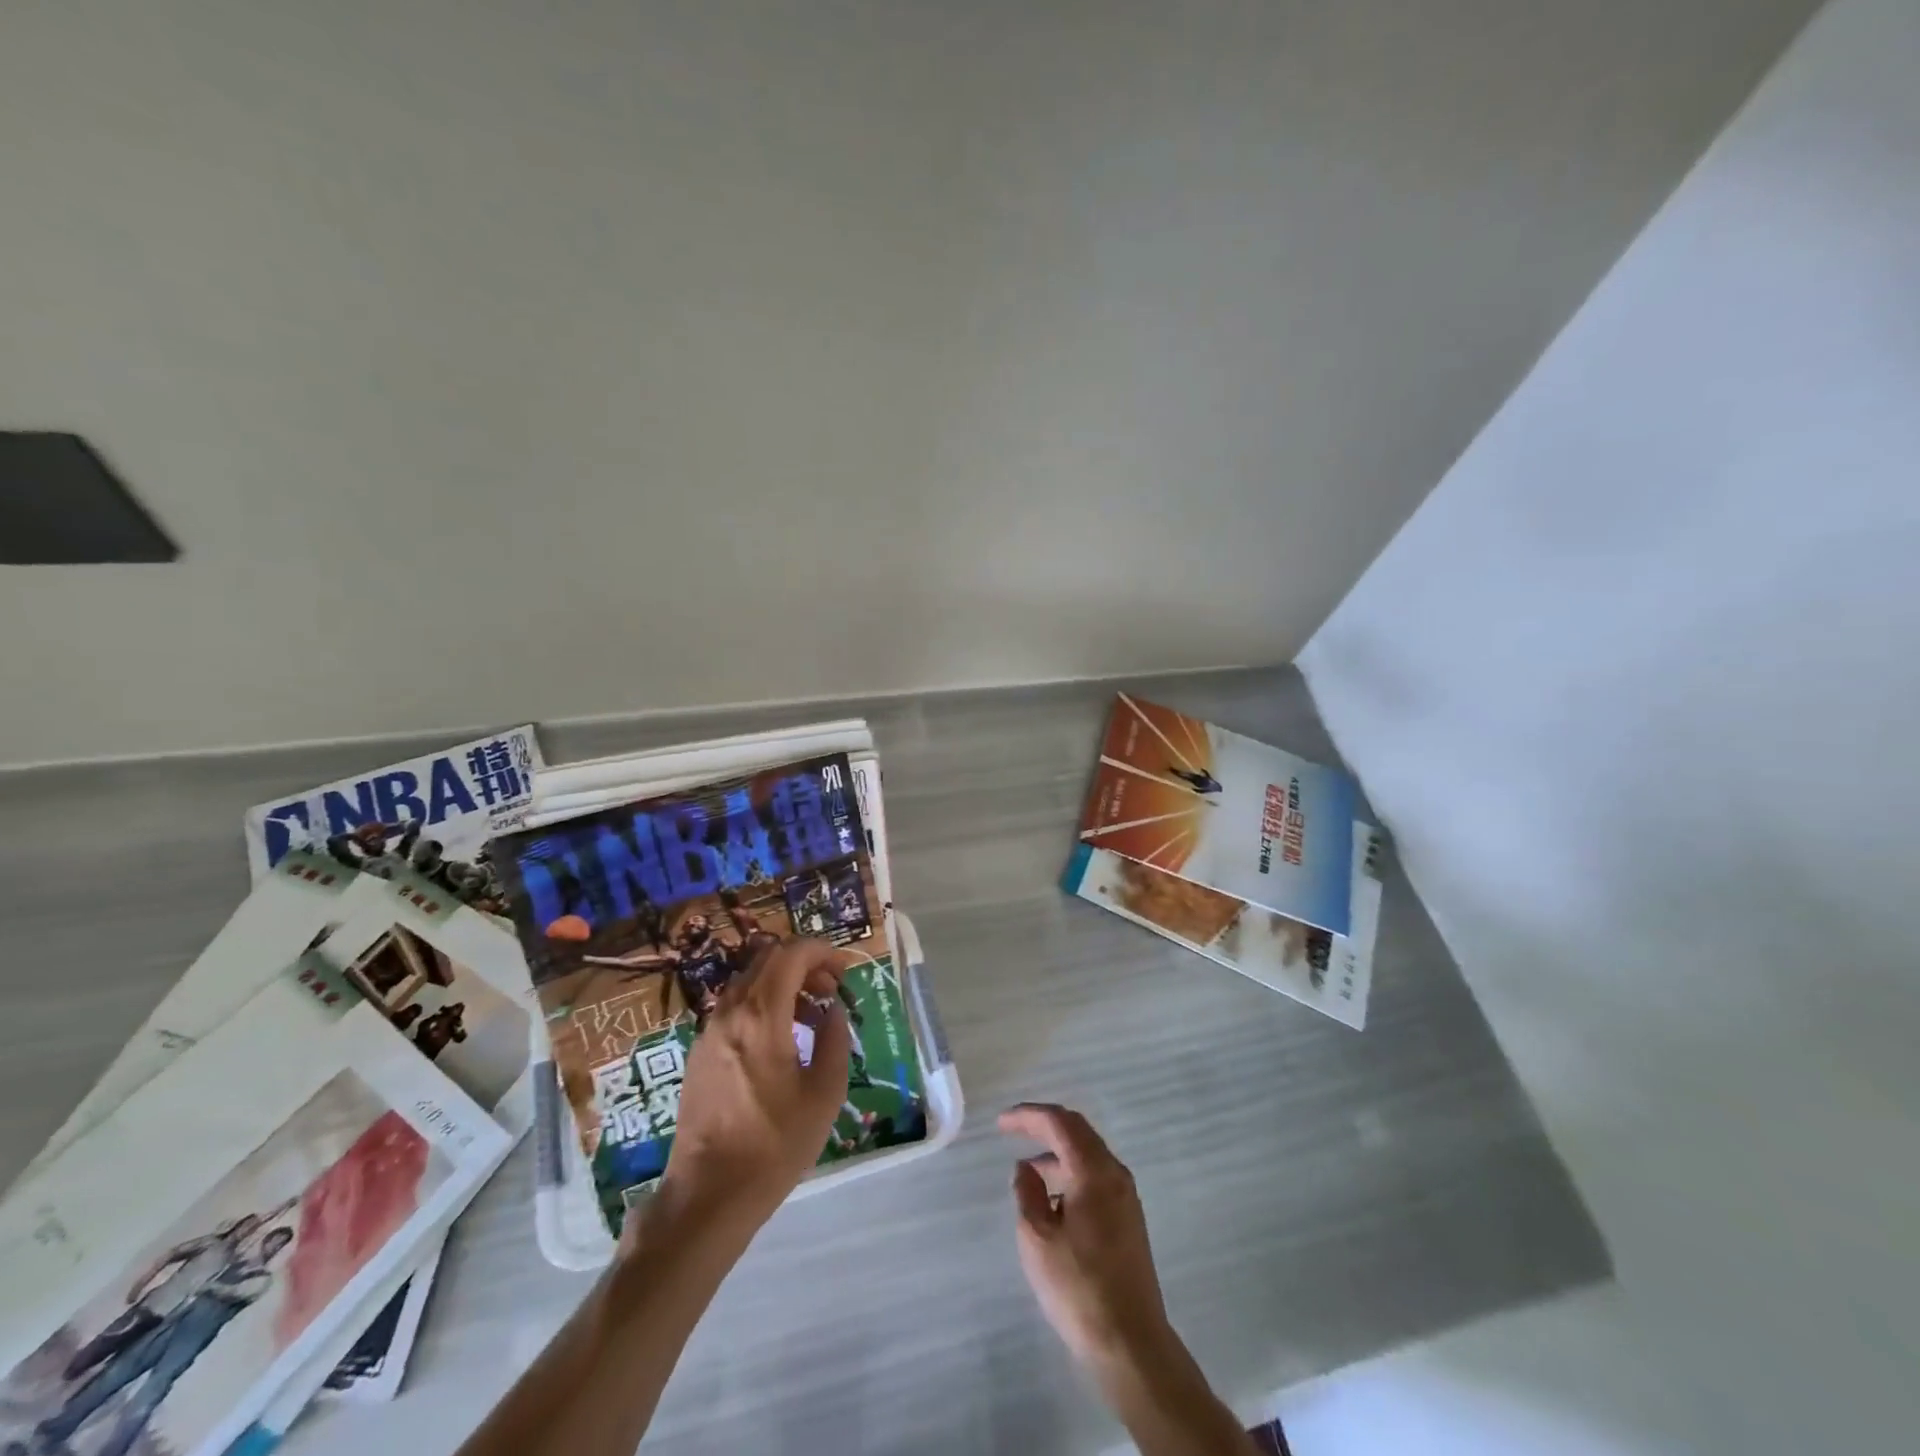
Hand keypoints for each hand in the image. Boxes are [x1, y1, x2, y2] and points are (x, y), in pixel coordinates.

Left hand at [644, 938, 852, 1242]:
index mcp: (761, 1016)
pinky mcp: (700, 1052)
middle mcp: (730, 1012)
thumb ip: (834, 1040)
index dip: (822, 952)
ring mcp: (709, 1031)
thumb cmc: (774, 1145)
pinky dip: (763, 1005)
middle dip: (804, 964)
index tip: (845, 970)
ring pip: (749, 982)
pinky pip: (735, 1007)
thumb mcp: (824, 1094)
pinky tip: (781, 1040)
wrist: (708, 1195)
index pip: (791, 955)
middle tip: (831, 990)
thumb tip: (833, 1010)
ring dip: (783, 984)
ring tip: (811, 1017)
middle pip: (767, 960)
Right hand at [999, 1104, 1175, 1375]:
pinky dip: (1071, 1173)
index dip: (1028, 1116)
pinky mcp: (1129, 1219)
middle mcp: (1114, 1173)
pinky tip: (1053, 1199)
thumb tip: (1025, 1168)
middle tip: (1014, 1130)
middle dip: (1044, 1125)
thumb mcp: (1037, 1239)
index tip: (1001, 1123)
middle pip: (1077, 1131)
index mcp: (1093, 1171)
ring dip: (1057, 1152)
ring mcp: (1126, 1196)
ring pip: (1088, 1154)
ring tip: (1028, 1171)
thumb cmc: (1079, 1288)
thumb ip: (1027, 1193)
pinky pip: (1096, 1176)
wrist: (1131, 1344)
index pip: (1059, 1123)